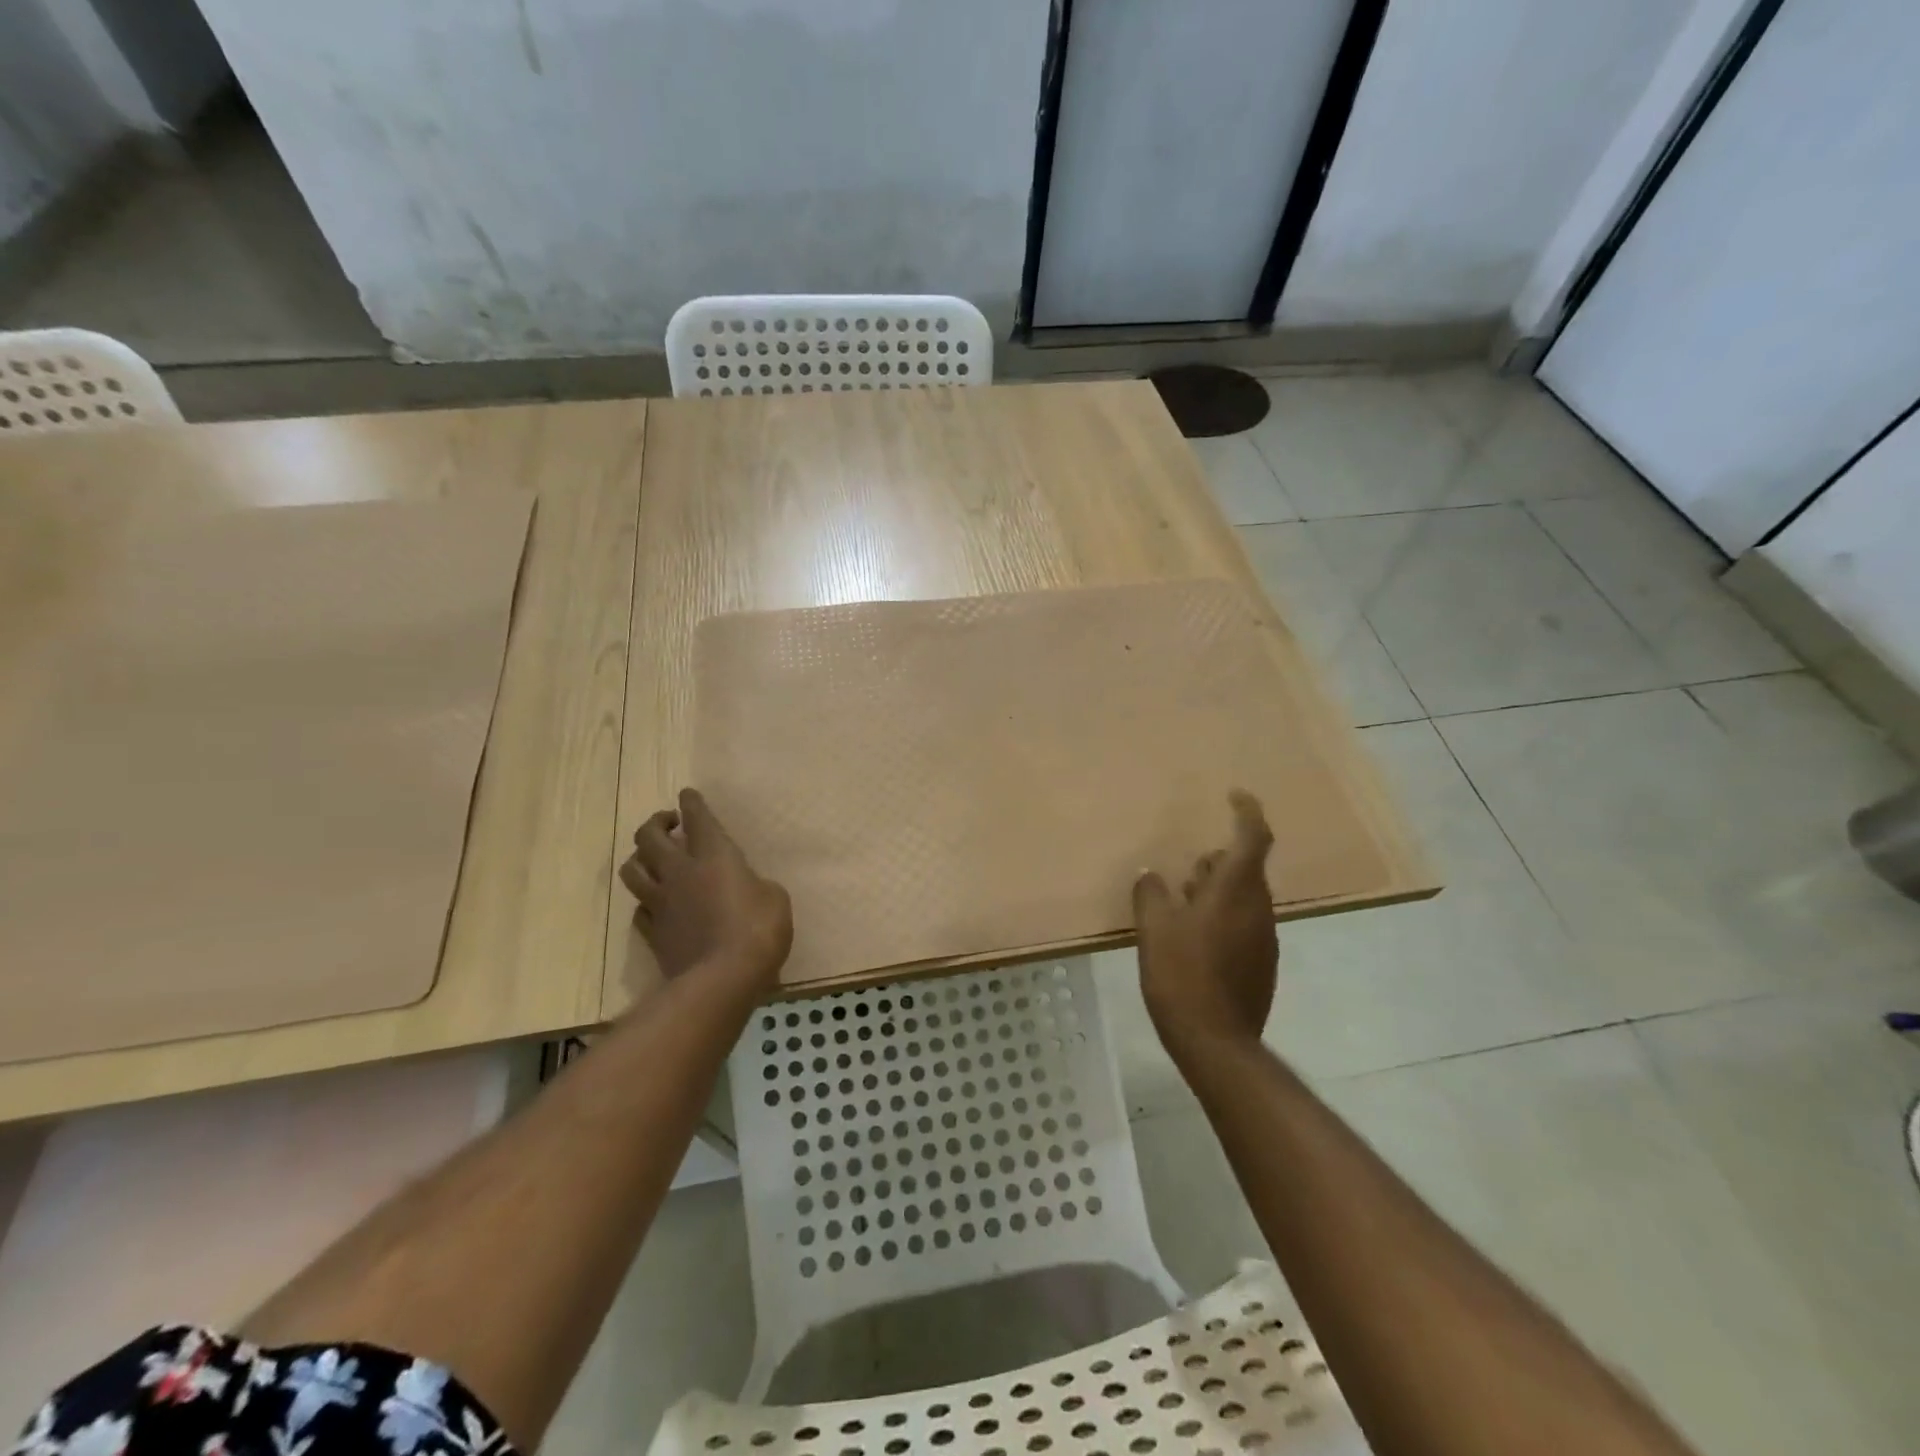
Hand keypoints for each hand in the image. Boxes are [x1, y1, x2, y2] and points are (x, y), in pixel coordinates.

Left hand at [619, 788, 792, 991]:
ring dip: (639, 857)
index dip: (691, 802)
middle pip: (649, 837)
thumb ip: (755, 884)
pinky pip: (639, 909)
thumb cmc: (759, 930)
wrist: (722, 979)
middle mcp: (681, 872)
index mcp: (715, 855)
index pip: (697, 818)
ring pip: (632, 869)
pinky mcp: (653, 933)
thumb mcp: (775, 898)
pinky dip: (645, 900)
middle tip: (669, 823)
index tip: (687, 794)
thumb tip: (746, 886)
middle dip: (656, 823)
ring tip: (653, 858)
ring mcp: (662, 903)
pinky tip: (655, 902)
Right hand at [1133, 791, 1277, 1062]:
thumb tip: (1151, 876)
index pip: (1254, 838)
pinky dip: (1221, 917)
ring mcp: (1264, 938)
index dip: (1248, 812)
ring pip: (1244, 898)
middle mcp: (1258, 909)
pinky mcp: (1261, 964)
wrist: (1217, 1042)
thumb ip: (1151, 894)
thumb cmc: (1182, 975)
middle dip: (1219, 861)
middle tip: (1187, 868)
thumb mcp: (1154, 929)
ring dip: (1218, 890)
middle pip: (1246, 868)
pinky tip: (1192, 937)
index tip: (1234, 795)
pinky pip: (1243, 923)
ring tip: (1182, 901)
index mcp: (1236, 891)